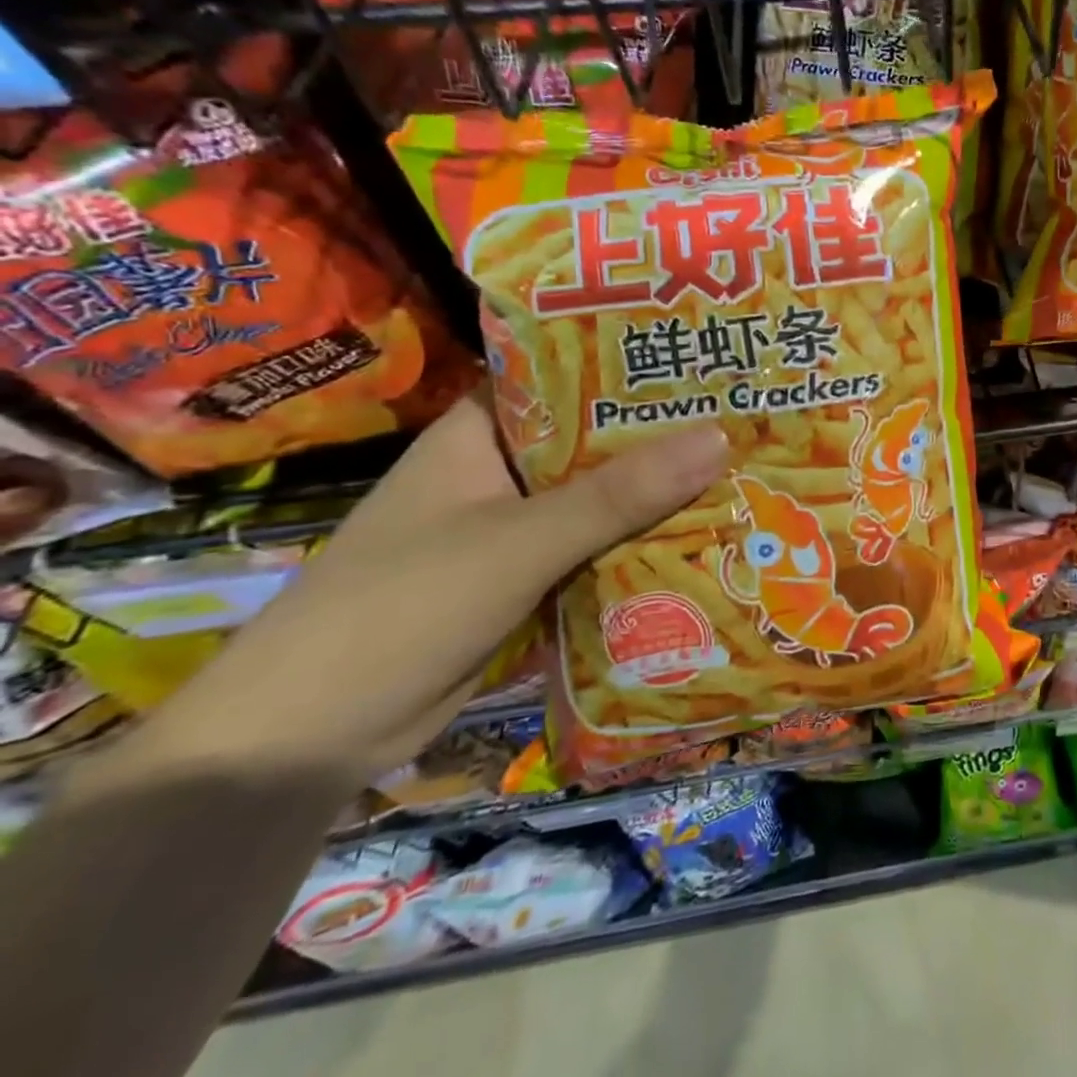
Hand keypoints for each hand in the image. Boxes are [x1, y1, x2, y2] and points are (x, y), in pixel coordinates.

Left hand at [126, 399, 728, 786]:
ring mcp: (514, 528)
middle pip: (597, 440)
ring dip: (661, 493)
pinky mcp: (527, 579)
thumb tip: (719, 437)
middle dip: (665, 433)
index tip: (706, 353)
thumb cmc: (401, 610)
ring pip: (603, 497)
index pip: (567, 375)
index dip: (633, 362)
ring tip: (748, 466)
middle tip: (750, 413)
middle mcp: (501, 472)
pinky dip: (641, 543)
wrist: (306, 743)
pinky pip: (598, 547)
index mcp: (482, 434)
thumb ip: (619, 494)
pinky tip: (706, 535)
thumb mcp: (520, 543)